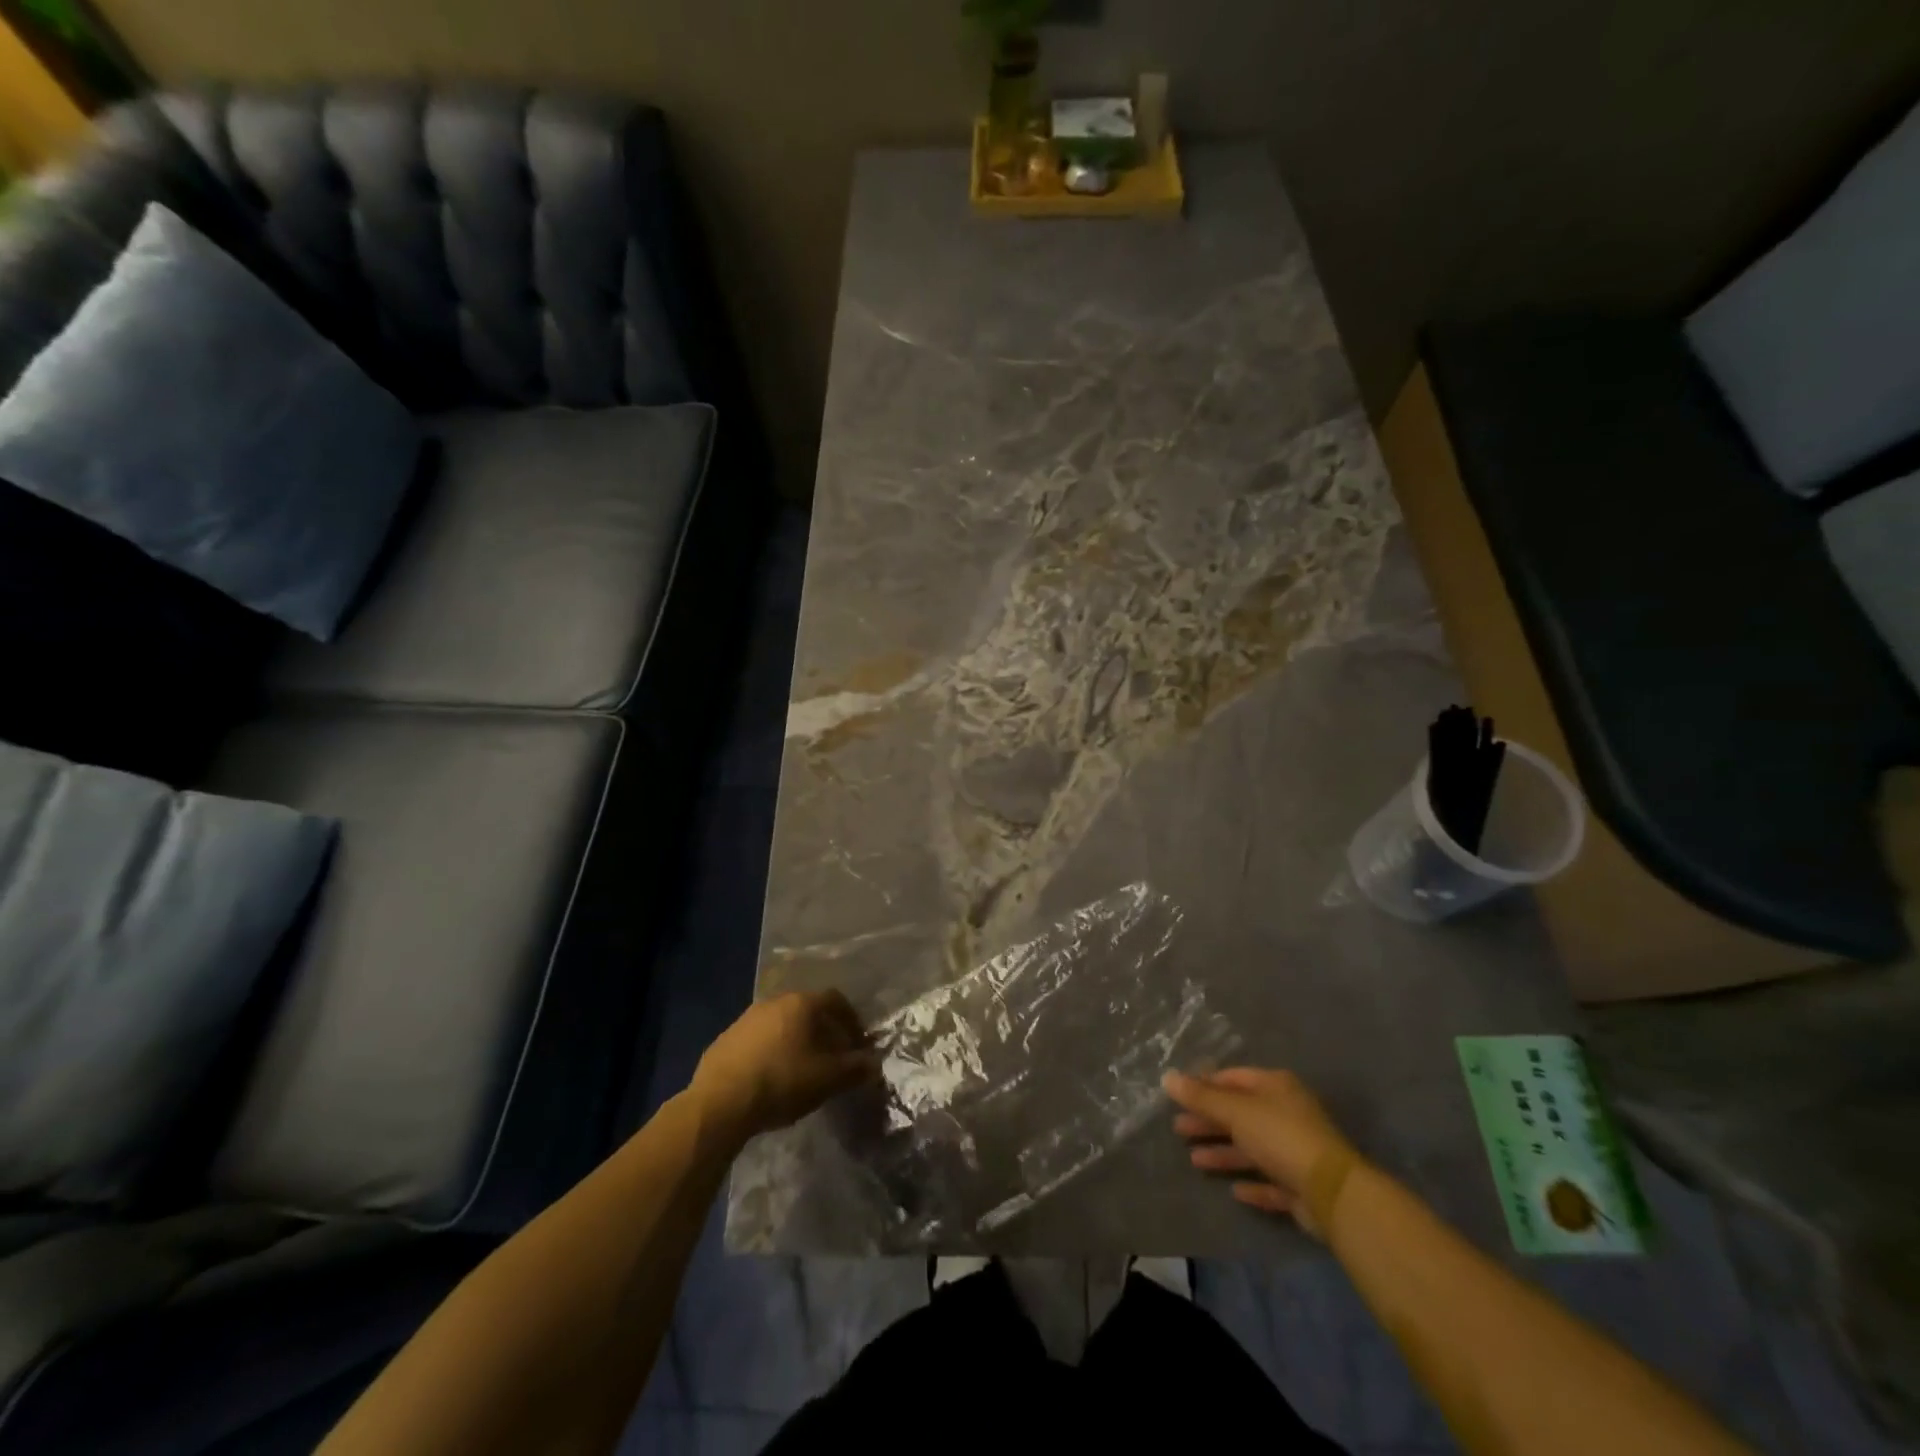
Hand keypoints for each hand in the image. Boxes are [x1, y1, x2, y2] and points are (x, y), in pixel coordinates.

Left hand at [692, 991, 879, 1140]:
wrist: (720, 1102)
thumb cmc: (782, 1081)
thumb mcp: (827, 1079)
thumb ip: (855, 1068)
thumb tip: (874, 1063)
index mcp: (801, 1003)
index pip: (836, 1000)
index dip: (852, 1021)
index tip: (858, 1045)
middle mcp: (774, 1001)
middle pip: (808, 1010)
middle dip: (824, 1032)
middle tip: (832, 1059)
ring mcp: (746, 1019)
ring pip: (782, 1024)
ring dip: (796, 1042)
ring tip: (802, 1071)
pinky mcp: (725, 1040)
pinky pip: (759, 1040)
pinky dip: (772, 1052)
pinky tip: (771, 1078)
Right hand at [1163, 1067, 1361, 1237]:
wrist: (1333, 1193)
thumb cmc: (1280, 1137)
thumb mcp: (1235, 1111)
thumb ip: (1201, 1097)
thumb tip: (1167, 1077)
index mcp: (1276, 1087)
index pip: (1234, 1078)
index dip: (1206, 1085)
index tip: (1180, 1096)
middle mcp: (1287, 1113)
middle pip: (1240, 1114)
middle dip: (1209, 1121)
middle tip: (1178, 1128)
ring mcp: (1296, 1151)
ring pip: (1252, 1148)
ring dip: (1224, 1153)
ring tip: (1194, 1159)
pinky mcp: (1302, 1186)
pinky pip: (1270, 1181)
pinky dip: (1251, 1183)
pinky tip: (1234, 1190)